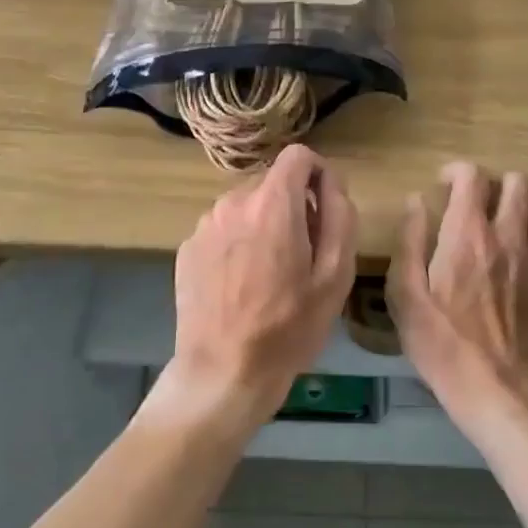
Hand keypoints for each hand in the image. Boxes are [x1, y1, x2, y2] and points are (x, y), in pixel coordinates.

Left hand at [157, 145, 357, 431]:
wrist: (223, 373)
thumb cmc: (289, 327)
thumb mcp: (335, 275)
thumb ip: (339, 215)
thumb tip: (331, 181)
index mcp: (273, 204)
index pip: (298, 155)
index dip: (318, 174)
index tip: (324, 207)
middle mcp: (234, 201)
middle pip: (272, 183)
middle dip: (292, 206)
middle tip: (302, 255)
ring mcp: (205, 224)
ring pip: (246, 206)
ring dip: (263, 225)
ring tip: (269, 275)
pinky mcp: (187, 247)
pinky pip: (223, 229)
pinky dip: (237, 243)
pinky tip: (240, 285)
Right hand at [388, 162, 527, 443]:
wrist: (498, 392)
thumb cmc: (442, 344)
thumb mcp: (405, 295)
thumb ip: (410, 240)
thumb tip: (416, 201)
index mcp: (467, 234)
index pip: (472, 175)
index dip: (456, 171)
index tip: (443, 186)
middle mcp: (507, 236)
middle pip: (517, 182)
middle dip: (495, 184)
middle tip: (477, 204)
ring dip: (524, 207)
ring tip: (505, 224)